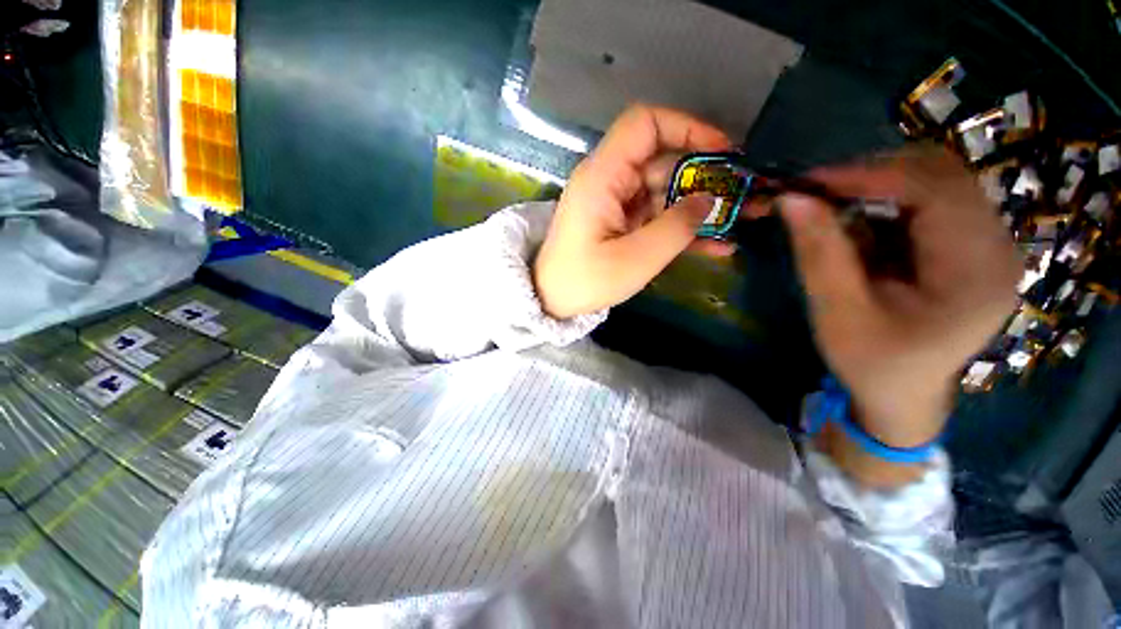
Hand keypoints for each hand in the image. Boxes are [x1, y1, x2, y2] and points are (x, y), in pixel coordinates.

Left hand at [533, 105, 736, 318]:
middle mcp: (609, 181)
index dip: (686, 128)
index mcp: (603, 177)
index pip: (645, 125)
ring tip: (744, 219)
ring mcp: (616, 203)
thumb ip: (676, 228)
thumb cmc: (585, 281)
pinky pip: (656, 215)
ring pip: (666, 191)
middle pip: (663, 161)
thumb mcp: (635, 259)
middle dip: (707, 177)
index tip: (722, 152)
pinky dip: (683, 226)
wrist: (551, 300)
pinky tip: (716, 245)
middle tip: (746, 195)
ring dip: (702, 206)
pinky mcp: (621, 223)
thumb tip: (710, 200)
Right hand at [779, 146, 1020, 448]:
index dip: (868, 175)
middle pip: (939, 173)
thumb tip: (791, 198)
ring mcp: (986, 241)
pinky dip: (883, 204)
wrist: (902, 394)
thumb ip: (819, 252)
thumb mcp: (838, 313)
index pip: (933, 189)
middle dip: (870, 176)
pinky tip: (858, 230)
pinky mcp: (968, 243)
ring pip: (932, 180)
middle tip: (816, 194)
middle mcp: (996, 244)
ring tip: (832, 213)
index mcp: (976, 270)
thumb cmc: (872, 363)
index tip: (807, 183)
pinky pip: (927, 200)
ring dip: (876, 188)